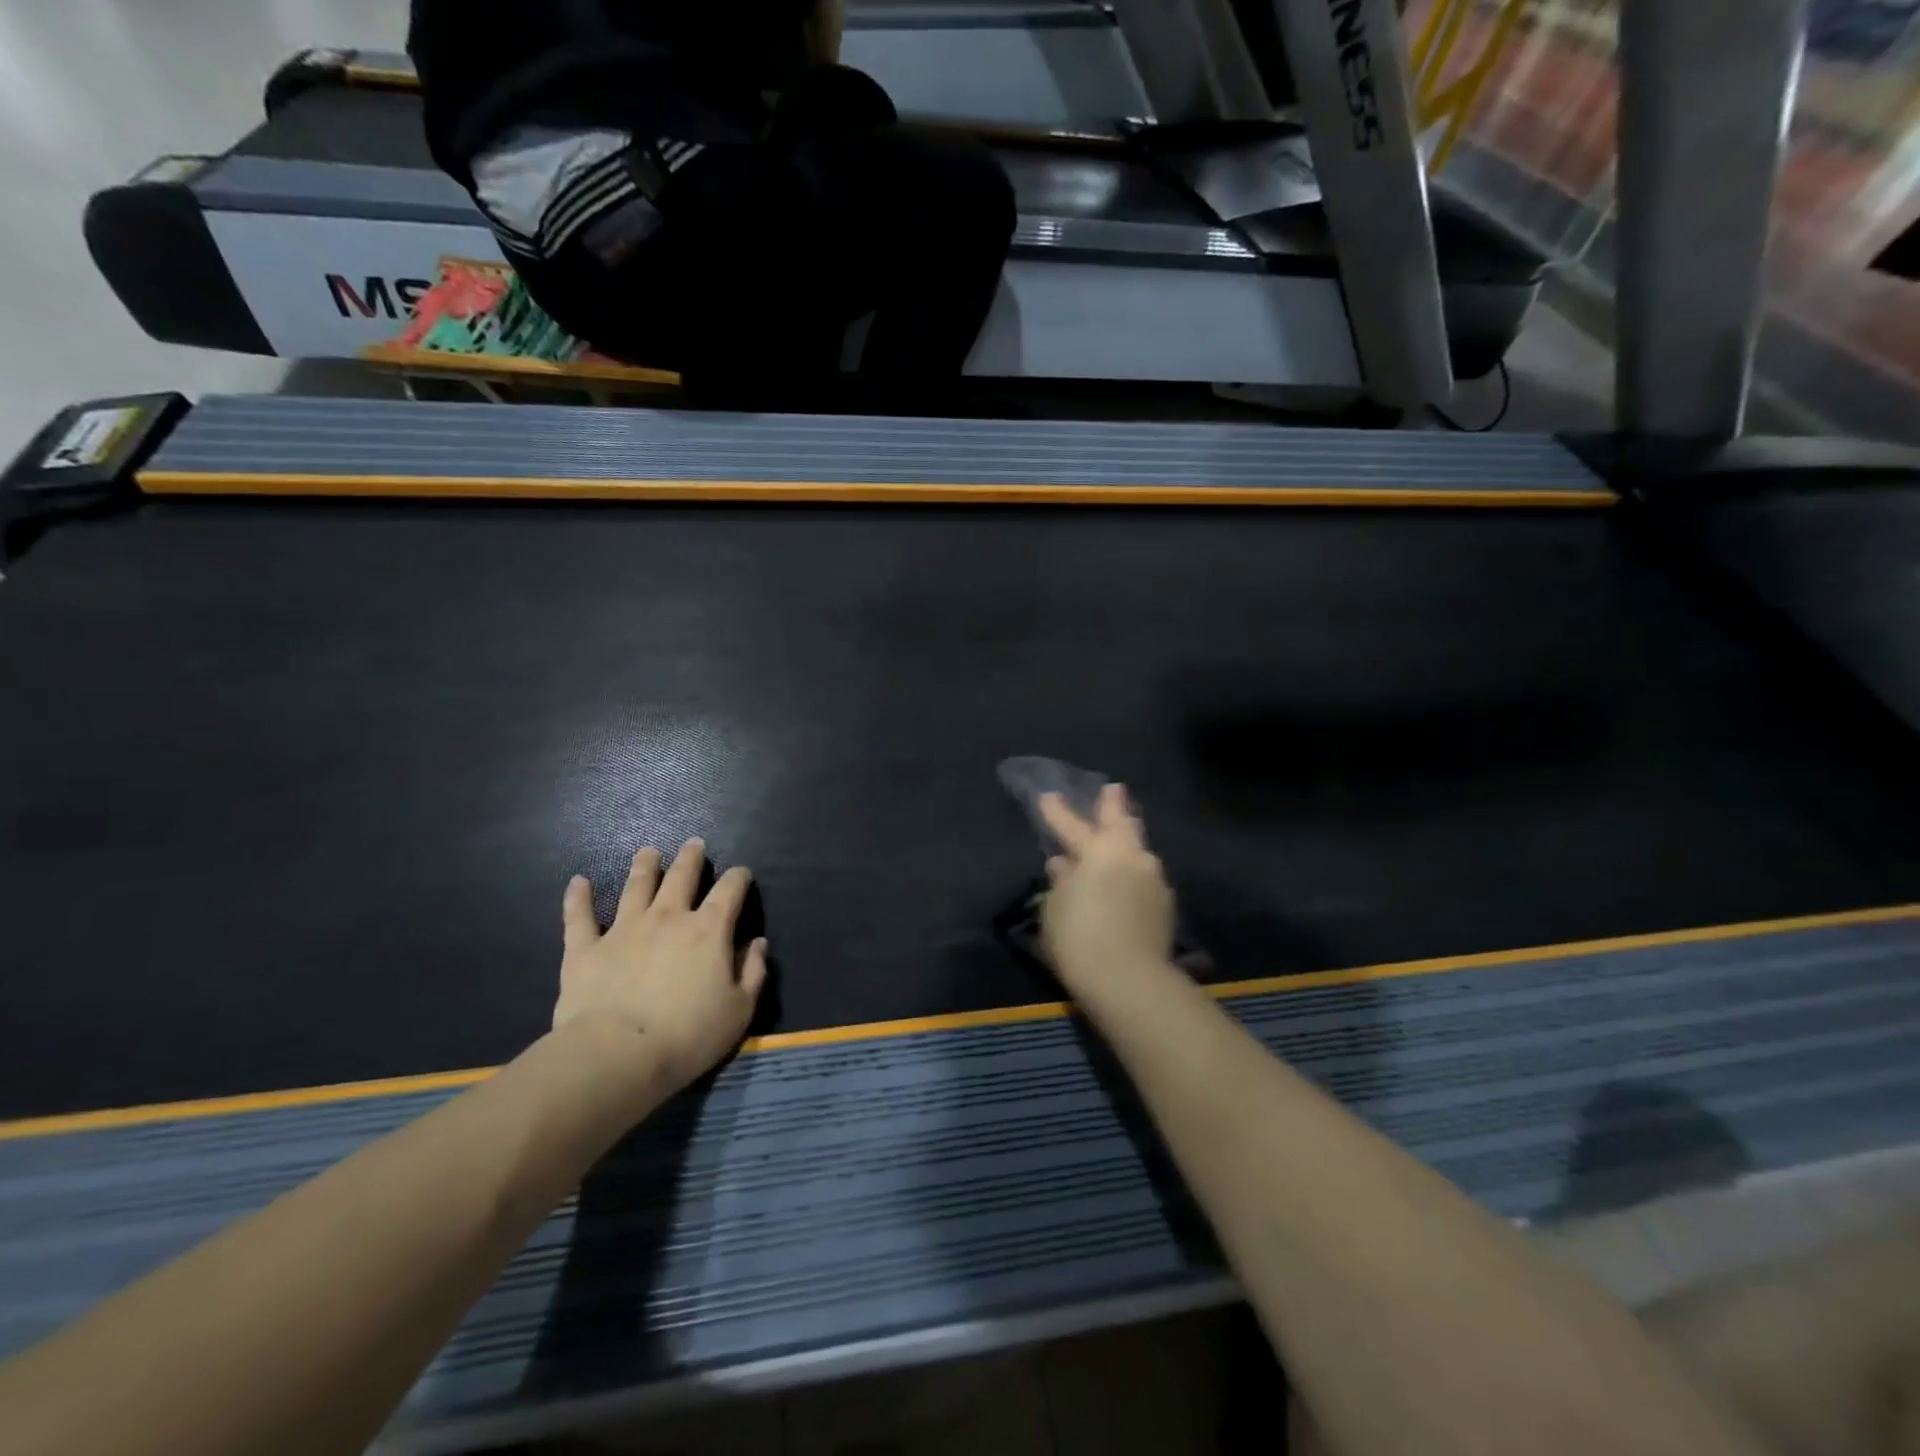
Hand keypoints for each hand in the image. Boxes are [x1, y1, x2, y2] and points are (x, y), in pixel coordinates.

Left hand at [555, 839, 768, 1096]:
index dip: (738, 878)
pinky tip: (578, 882)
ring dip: (644, 866)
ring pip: (635, 886)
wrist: (618, 1055)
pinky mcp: (585, 949)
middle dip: (690, 858)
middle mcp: (668, 918)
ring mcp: (623, 929)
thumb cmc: (689, 1036)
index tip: (741, 874)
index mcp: (709, 930)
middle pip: (681, 877)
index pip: (730, 891)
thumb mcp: (739, 1010)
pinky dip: (578, 898)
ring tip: (648, 852)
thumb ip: (753, 972)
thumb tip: (757, 943)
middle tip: (693, 844)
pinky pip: (579, 917)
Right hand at [1038, 785, 1176, 991]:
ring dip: (1128, 840)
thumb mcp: (1054, 909)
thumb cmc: (1078, 939)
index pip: (1071, 825)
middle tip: (1113, 790)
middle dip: (1114, 805)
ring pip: (1139, 850)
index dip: (1057, 812)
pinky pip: (1145, 876)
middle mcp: (1131, 857)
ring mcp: (1153, 879)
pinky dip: (1134, 871)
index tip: (1048, 796)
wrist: (1129, 981)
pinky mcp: (1165, 905)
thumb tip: (1064, 866)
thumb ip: (1061, 883)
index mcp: (1098, 852)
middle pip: (1122, 823)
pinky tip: (1128, 879)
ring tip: (1121, 835)